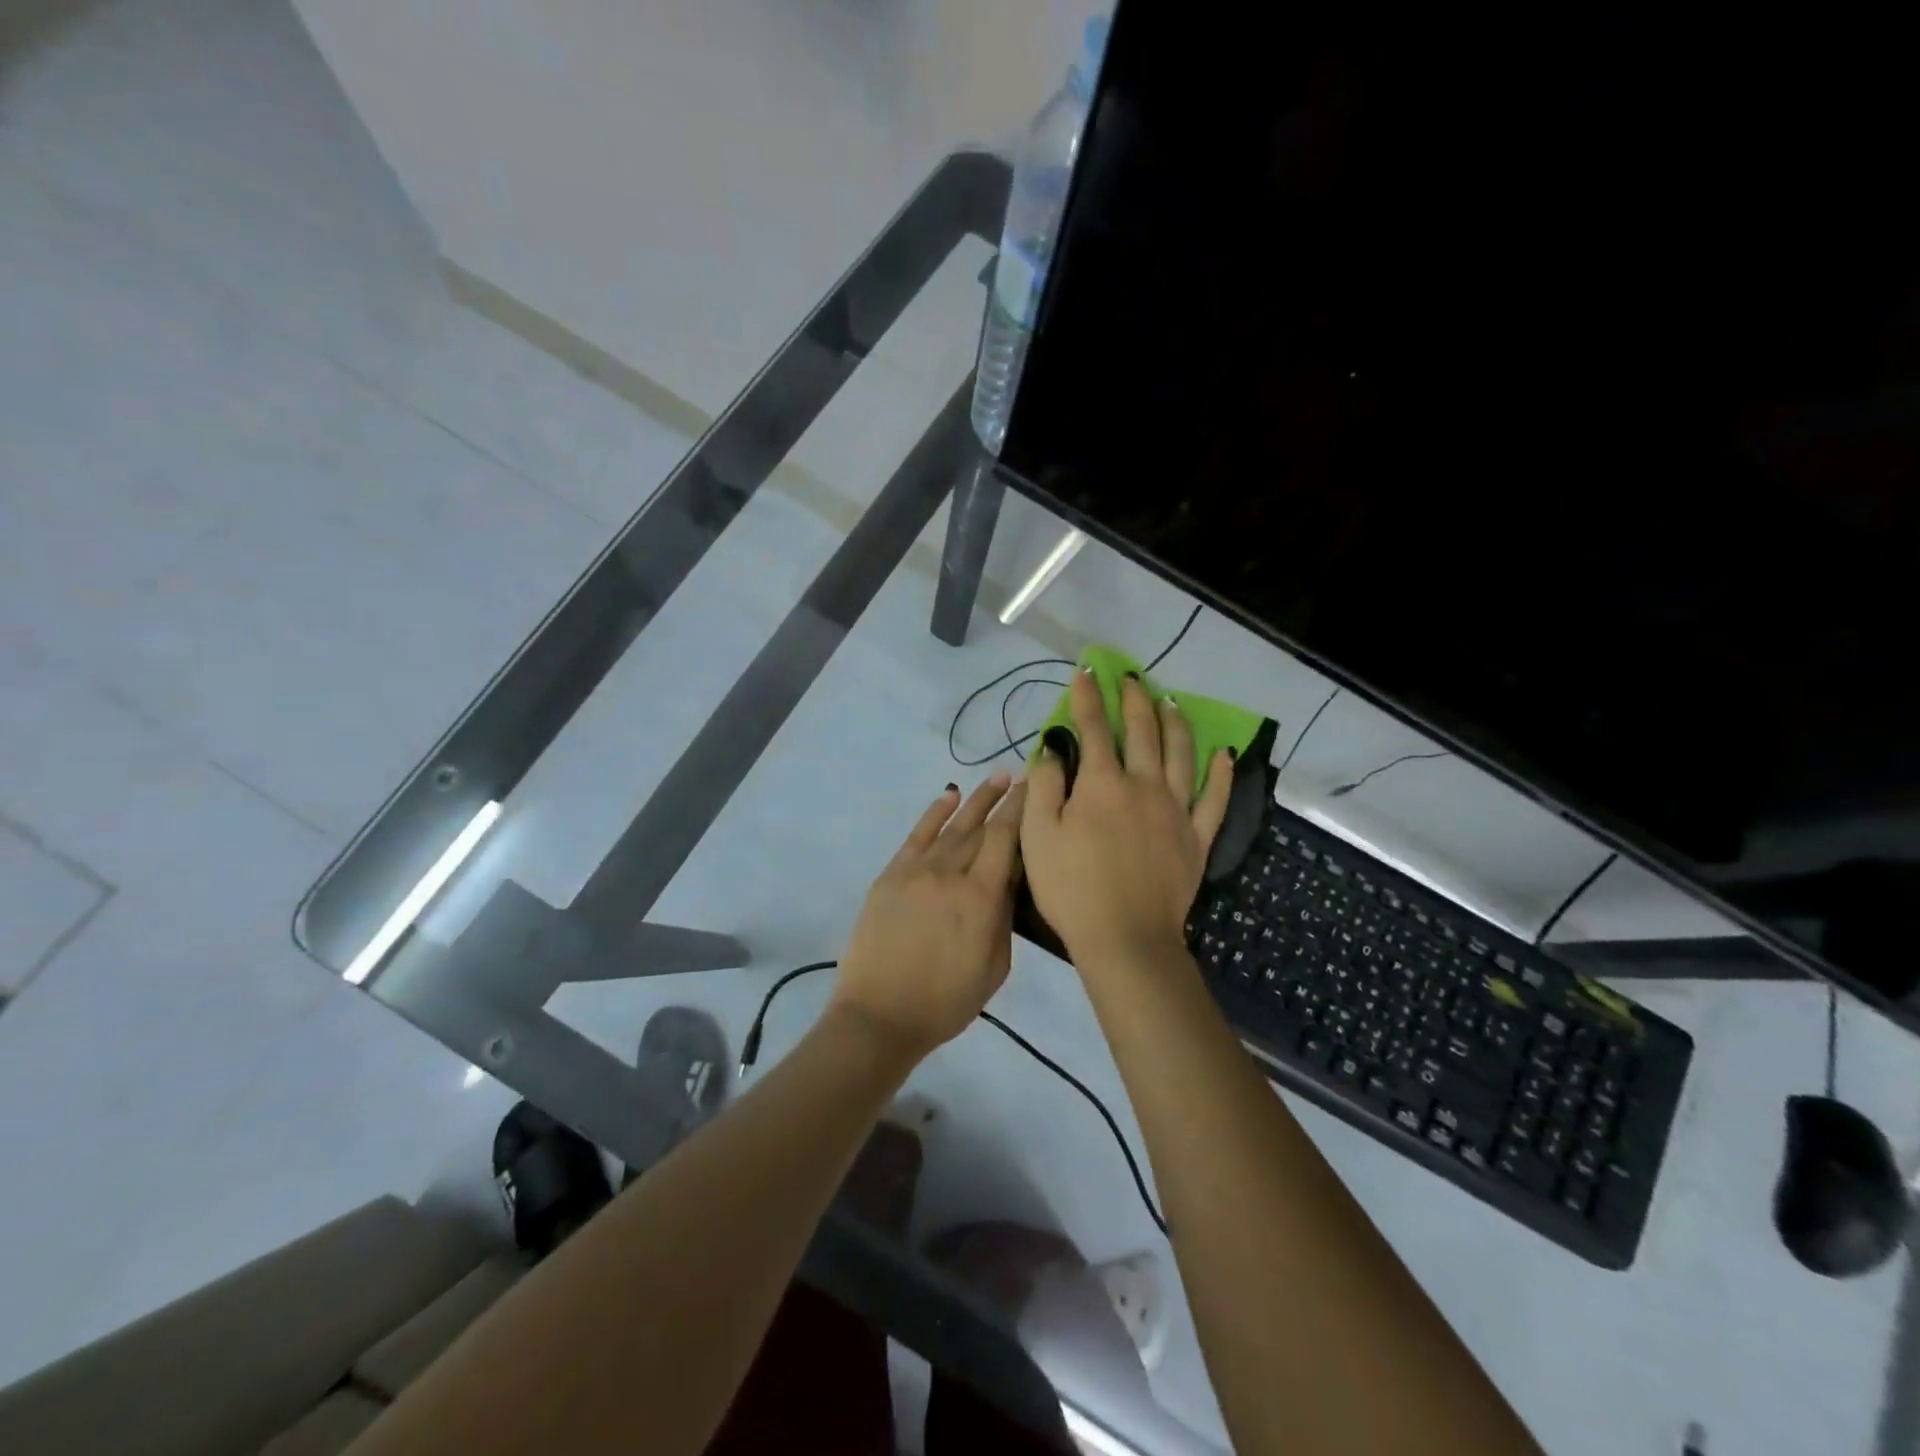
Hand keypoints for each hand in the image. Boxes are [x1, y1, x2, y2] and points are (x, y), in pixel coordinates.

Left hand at [830, 776, 1025, 1058]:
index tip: (1037, 787)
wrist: (879, 1016)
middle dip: (1005, 801)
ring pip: (953, 826)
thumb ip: (1004, 917)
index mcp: (981, 898)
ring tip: (997, 779)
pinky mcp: (891, 875)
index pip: (1006, 839)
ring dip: (976, 800)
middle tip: (1024, 777)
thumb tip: (1009, 878)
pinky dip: (934, 813)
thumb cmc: (946, 1002)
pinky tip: (949, 796)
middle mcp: (950, 874)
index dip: (1022, 810)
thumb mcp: (995, 967)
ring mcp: (917, 871)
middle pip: (982, 828)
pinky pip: (917, 836)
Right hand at [1021, 670, 1233, 967]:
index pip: (1094, 728)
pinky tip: (1223, 754)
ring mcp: (1176, 810)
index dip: (1088, 697)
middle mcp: (1144, 785)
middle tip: (1131, 678)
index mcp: (1102, 784)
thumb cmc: (1072, 887)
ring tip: (1171, 702)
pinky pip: (1214, 798)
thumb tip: (1054, 752)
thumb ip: (1045, 787)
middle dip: (1135, 700)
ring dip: (1175, 724)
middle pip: (1143, 732)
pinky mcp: (1196, 837)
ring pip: (1181, 754)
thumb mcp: (1038, 836)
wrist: (1125, 937)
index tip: (1086, 671)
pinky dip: (1220, 774)